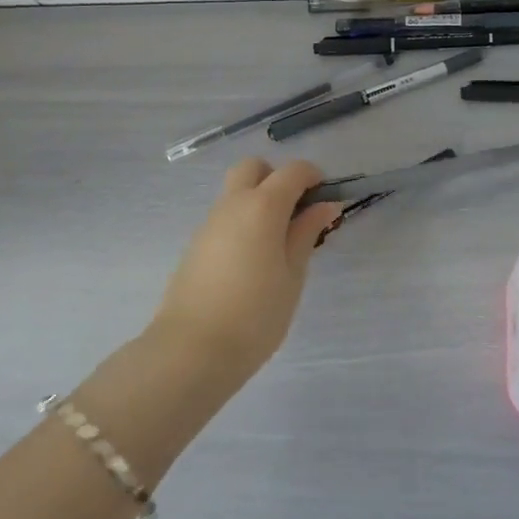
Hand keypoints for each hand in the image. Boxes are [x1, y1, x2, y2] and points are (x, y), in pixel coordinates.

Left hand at [151, 158, 343, 379]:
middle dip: (278, 178)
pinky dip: (243, 221)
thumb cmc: (255, 314)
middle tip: (295, 213)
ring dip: (259, 200)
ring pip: (236, 191)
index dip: (314, 178)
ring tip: (277, 243)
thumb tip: (326, 205)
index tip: (326, 201)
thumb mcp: (292, 274)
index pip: (293, 171)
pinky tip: (252, 260)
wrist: (191, 350)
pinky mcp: (196, 243)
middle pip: (254, 168)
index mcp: (262, 206)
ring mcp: (210, 222)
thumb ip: (306, 233)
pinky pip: (225, 216)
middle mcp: (233, 203)